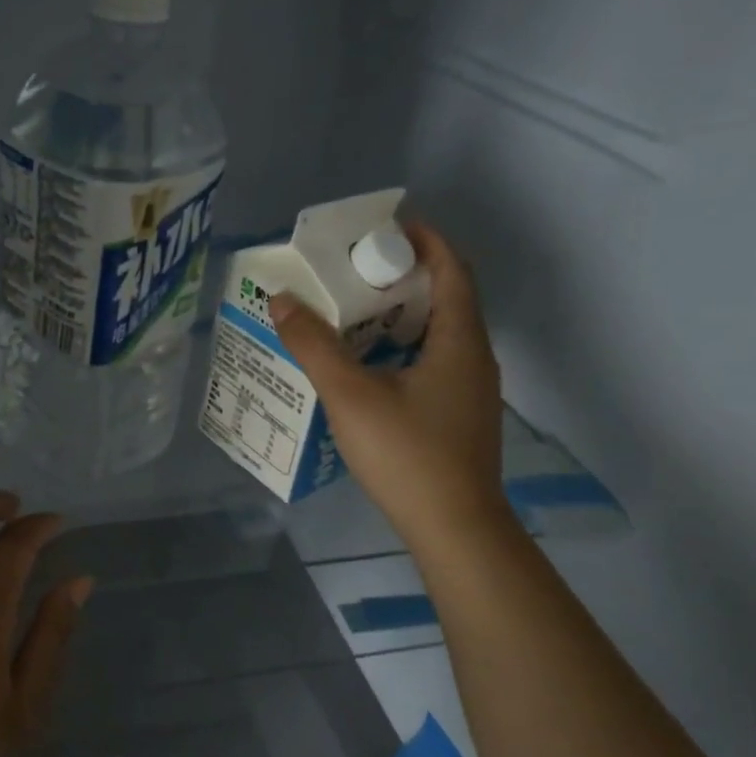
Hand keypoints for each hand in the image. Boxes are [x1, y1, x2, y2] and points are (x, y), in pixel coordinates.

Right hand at [272, 222, 509, 546]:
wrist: (454, 529)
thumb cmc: (407, 455)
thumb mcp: (350, 395)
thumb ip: (314, 345)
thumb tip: (281, 299)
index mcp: (460, 340)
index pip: (451, 268)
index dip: (424, 239)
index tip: (384, 226)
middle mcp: (474, 356)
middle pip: (446, 296)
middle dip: (403, 274)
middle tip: (354, 269)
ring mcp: (470, 389)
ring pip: (439, 332)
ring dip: (401, 312)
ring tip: (353, 310)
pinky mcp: (459, 414)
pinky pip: (434, 359)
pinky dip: (403, 344)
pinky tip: (368, 363)